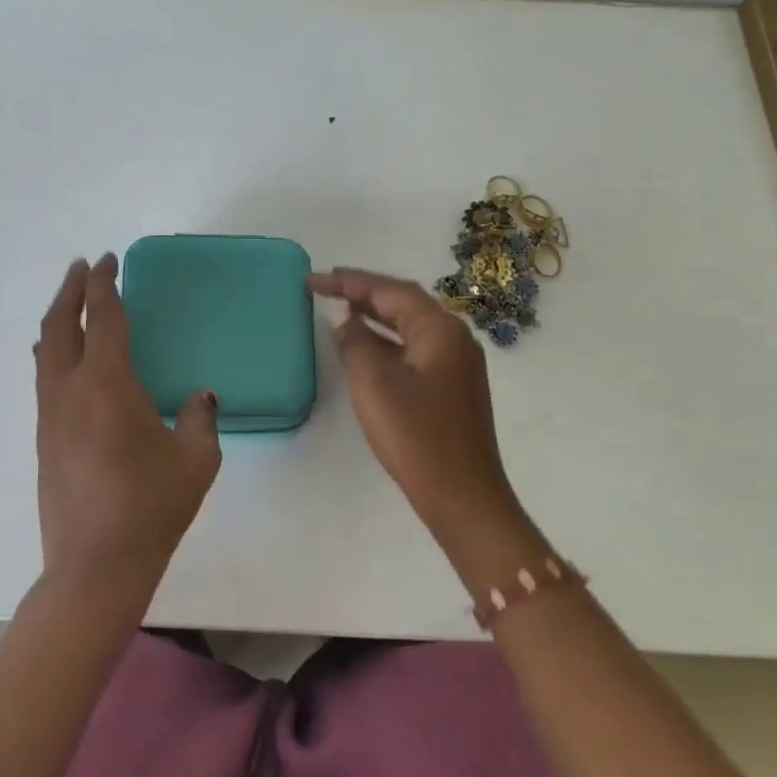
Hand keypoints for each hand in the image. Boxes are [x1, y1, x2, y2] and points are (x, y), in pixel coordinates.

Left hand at [34, 255, 221, 602]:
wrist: (95, 564)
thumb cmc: (151, 507)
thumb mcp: (196, 459)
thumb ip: (200, 417)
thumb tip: (200, 397)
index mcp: (106, 384)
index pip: (103, 318)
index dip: (104, 284)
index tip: (107, 261)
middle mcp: (69, 390)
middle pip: (60, 325)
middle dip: (70, 291)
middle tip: (82, 269)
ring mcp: (49, 416)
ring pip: (45, 352)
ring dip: (58, 320)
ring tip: (71, 306)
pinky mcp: (43, 440)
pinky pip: (45, 379)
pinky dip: (54, 353)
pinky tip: (67, 362)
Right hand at [308, 267, 546, 579]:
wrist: (463, 496)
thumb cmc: (416, 436)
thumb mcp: (374, 384)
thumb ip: (356, 344)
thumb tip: (346, 321)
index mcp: (440, 330)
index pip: (390, 291)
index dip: (349, 281)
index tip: (312, 279)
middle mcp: (454, 338)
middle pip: (404, 302)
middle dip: (363, 292)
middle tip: (325, 286)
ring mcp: (456, 363)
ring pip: (410, 325)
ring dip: (375, 315)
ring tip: (340, 308)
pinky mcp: (452, 387)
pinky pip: (414, 348)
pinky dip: (387, 340)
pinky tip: (366, 347)